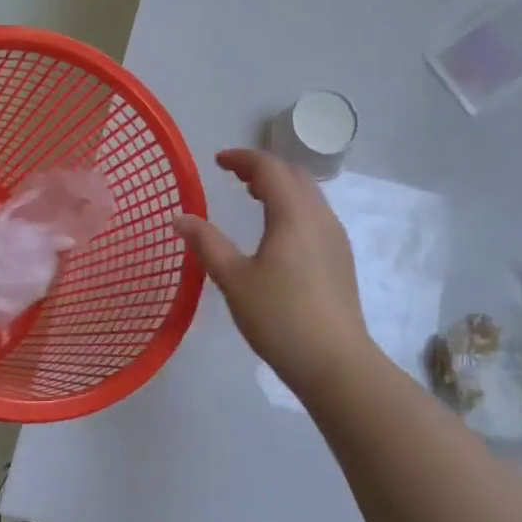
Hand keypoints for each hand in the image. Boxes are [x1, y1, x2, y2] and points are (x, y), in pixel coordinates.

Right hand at [174, 149, 379, 394]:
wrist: (336, 363)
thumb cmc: (280, 317)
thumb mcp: (234, 280)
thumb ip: (207, 244)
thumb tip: (180, 218)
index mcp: (294, 214)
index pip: (269, 167)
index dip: (242, 158)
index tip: (218, 162)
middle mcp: (320, 217)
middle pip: (294, 174)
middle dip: (263, 168)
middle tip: (234, 176)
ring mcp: (335, 237)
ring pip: (308, 194)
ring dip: (281, 186)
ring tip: (254, 198)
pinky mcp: (341, 258)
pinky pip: (316, 214)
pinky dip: (293, 206)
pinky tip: (278, 233)